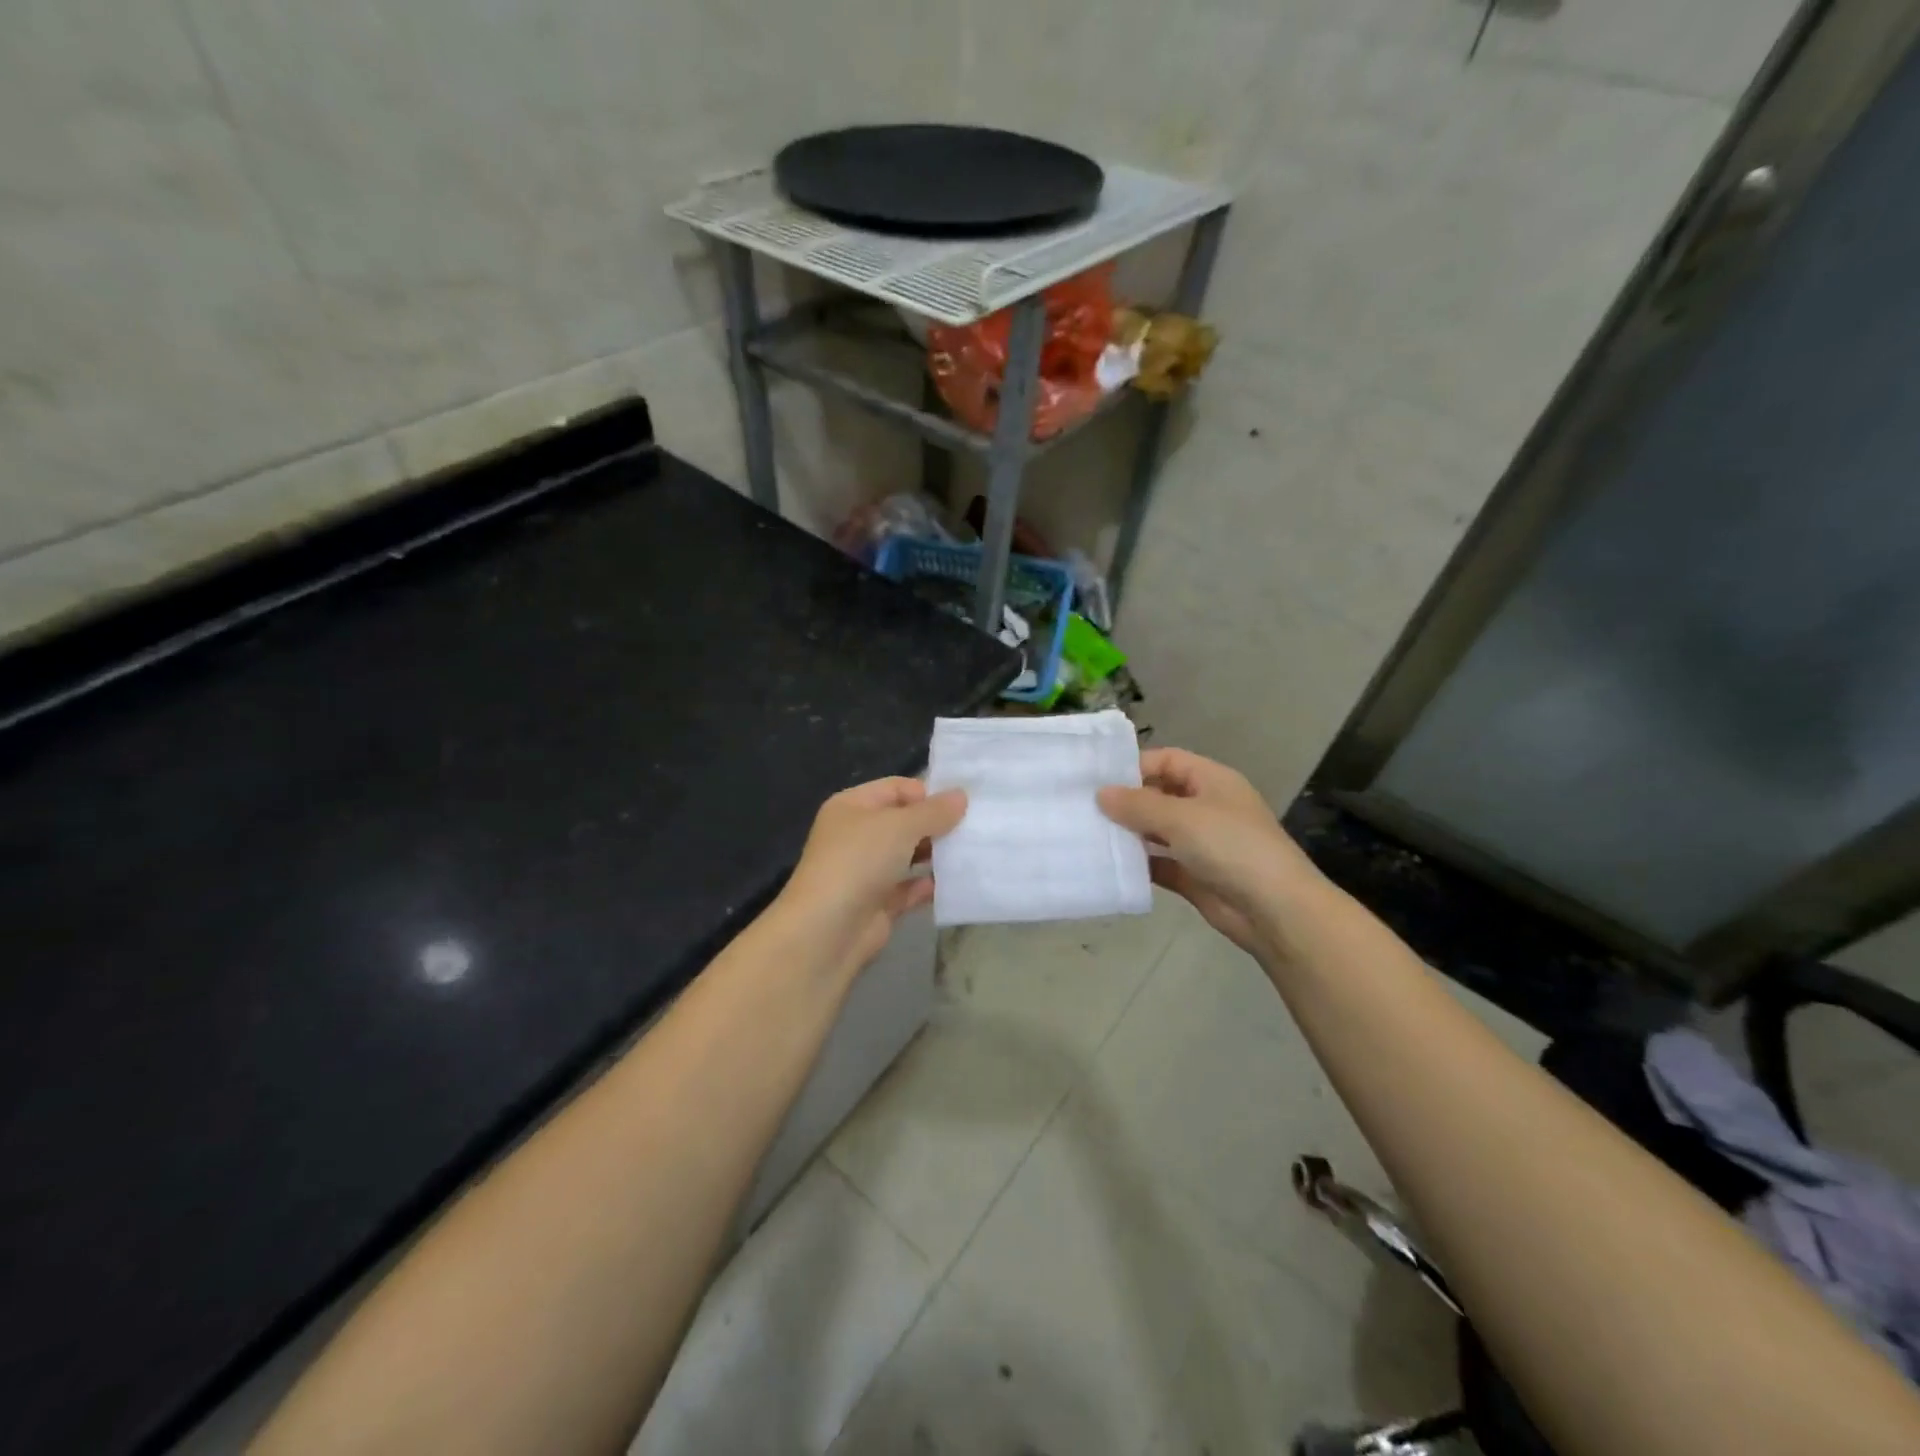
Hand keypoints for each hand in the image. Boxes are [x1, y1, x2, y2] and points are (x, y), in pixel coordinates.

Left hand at [773, 777, 967, 978]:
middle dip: (935, 825)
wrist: (826, 931)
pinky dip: (927, 886)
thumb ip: (934, 811)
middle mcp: (856, 835)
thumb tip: (961, 795)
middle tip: (973, 828)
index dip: (926, 793)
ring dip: (935, 855)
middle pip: (903, 822)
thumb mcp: (900, 826)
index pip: (895, 788)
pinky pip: (908, 889)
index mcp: (852, 807)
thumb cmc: (859, 862)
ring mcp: (865, 871)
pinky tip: (953, 884)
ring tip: (970, 853)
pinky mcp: (876, 904)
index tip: (961, 805)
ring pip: (907, 856)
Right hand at [1097, 748, 1324, 960]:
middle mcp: (1206, 807)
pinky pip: (1160, 863)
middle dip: (1126, 801)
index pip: (1167, 760)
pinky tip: (1110, 865)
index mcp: (1212, 781)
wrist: (1275, 910)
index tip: (1096, 779)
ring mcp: (1201, 843)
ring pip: (1157, 831)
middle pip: (1159, 795)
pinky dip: (1139, 864)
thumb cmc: (1231, 847)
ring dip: (1129, 833)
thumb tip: (1101, 793)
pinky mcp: (1194, 876)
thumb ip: (1138, 804)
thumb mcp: (1181, 817)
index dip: (1134, 766)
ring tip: (1089, 834)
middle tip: (1083, 807)